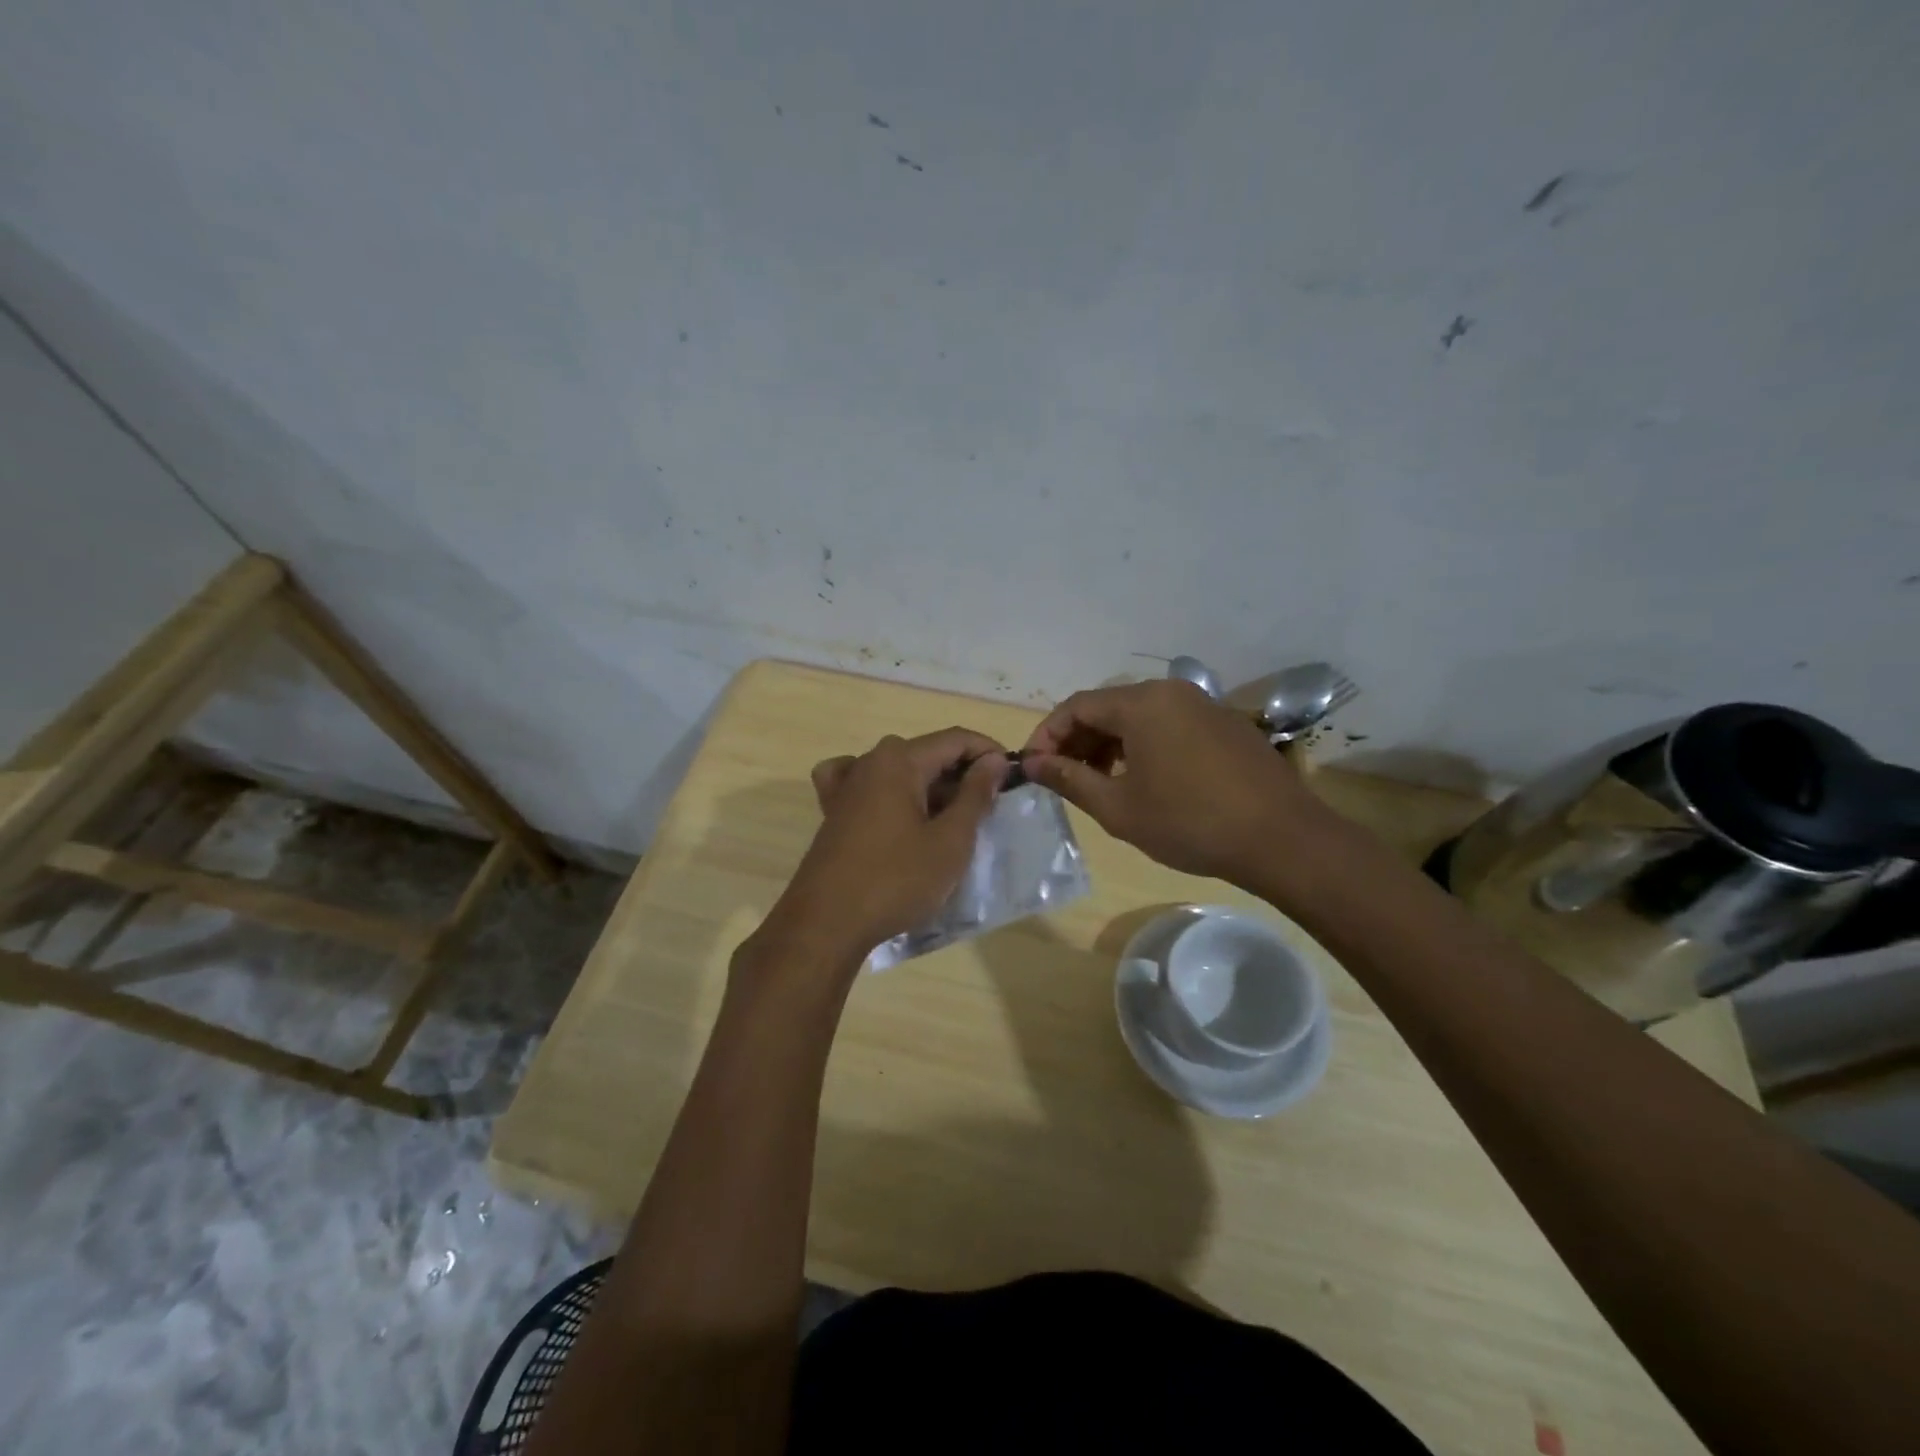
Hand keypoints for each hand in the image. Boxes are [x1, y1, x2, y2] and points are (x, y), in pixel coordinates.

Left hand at [755, 727, 1007, 972]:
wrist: (827, 923)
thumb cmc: (897, 880)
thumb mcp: (950, 840)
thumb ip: (975, 794)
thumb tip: (993, 760)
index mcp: (899, 760)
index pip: (955, 739)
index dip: (988, 752)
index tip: (1013, 777)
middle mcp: (870, 761)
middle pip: (927, 753)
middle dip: (962, 773)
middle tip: (989, 806)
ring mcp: (846, 785)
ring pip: (899, 770)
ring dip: (930, 786)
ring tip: (953, 817)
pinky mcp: (833, 811)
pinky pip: (865, 784)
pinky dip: (887, 789)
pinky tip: (893, 805)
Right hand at [1021, 680, 1327, 886]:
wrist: (1282, 839)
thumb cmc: (1189, 823)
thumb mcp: (1118, 807)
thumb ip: (1069, 779)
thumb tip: (1031, 764)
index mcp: (1142, 703)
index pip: (1076, 706)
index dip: (1047, 735)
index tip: (1032, 768)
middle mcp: (1171, 691)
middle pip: (1108, 706)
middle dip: (1077, 740)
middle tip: (1061, 778)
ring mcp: (1203, 704)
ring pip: (1139, 715)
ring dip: (1109, 743)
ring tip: (1098, 782)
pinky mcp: (1225, 724)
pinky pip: (1169, 724)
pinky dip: (1143, 744)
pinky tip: (1144, 779)